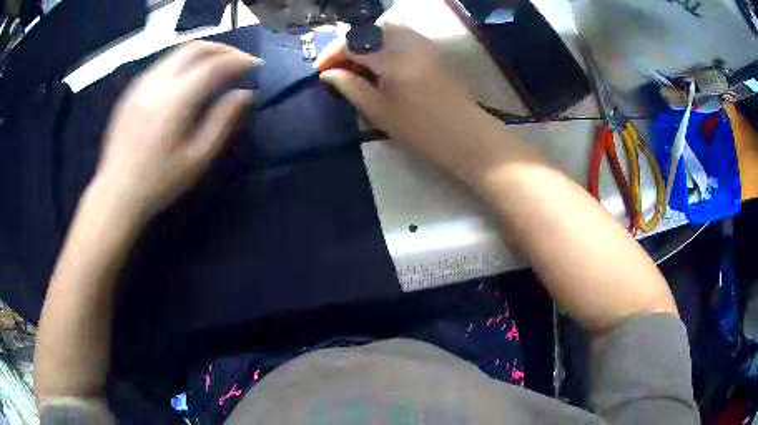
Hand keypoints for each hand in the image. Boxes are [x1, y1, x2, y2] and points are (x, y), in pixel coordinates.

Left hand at [93, 41, 262, 222]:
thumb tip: (244, 94)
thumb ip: (222, 121)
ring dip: (202, 53)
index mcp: (175, 100)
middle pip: (195, 48)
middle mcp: (157, 83)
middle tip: (239, 59)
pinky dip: (182, 62)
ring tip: (217, 65)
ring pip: (177, 52)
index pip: (214, 65)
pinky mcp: (132, 91)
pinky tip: (188, 78)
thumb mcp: (197, 158)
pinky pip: (162, 65)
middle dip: (222, 49)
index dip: (240, 60)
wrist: (117, 193)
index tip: (256, 65)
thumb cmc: (159, 182)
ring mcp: (141, 84)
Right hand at [315, 23, 507, 184]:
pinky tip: (378, 64)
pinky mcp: (430, 50)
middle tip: (337, 68)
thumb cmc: (421, 129)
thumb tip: (328, 73)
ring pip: (384, 30)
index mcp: (392, 56)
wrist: (466, 136)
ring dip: (364, 43)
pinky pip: (400, 36)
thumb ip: (350, 86)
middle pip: (368, 30)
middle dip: (347, 45)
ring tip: (355, 66)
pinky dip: (382, 44)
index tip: (319, 71)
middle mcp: (407, 40)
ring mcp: (422, 43)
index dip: (331, 53)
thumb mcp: (379, 111)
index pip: (352, 42)